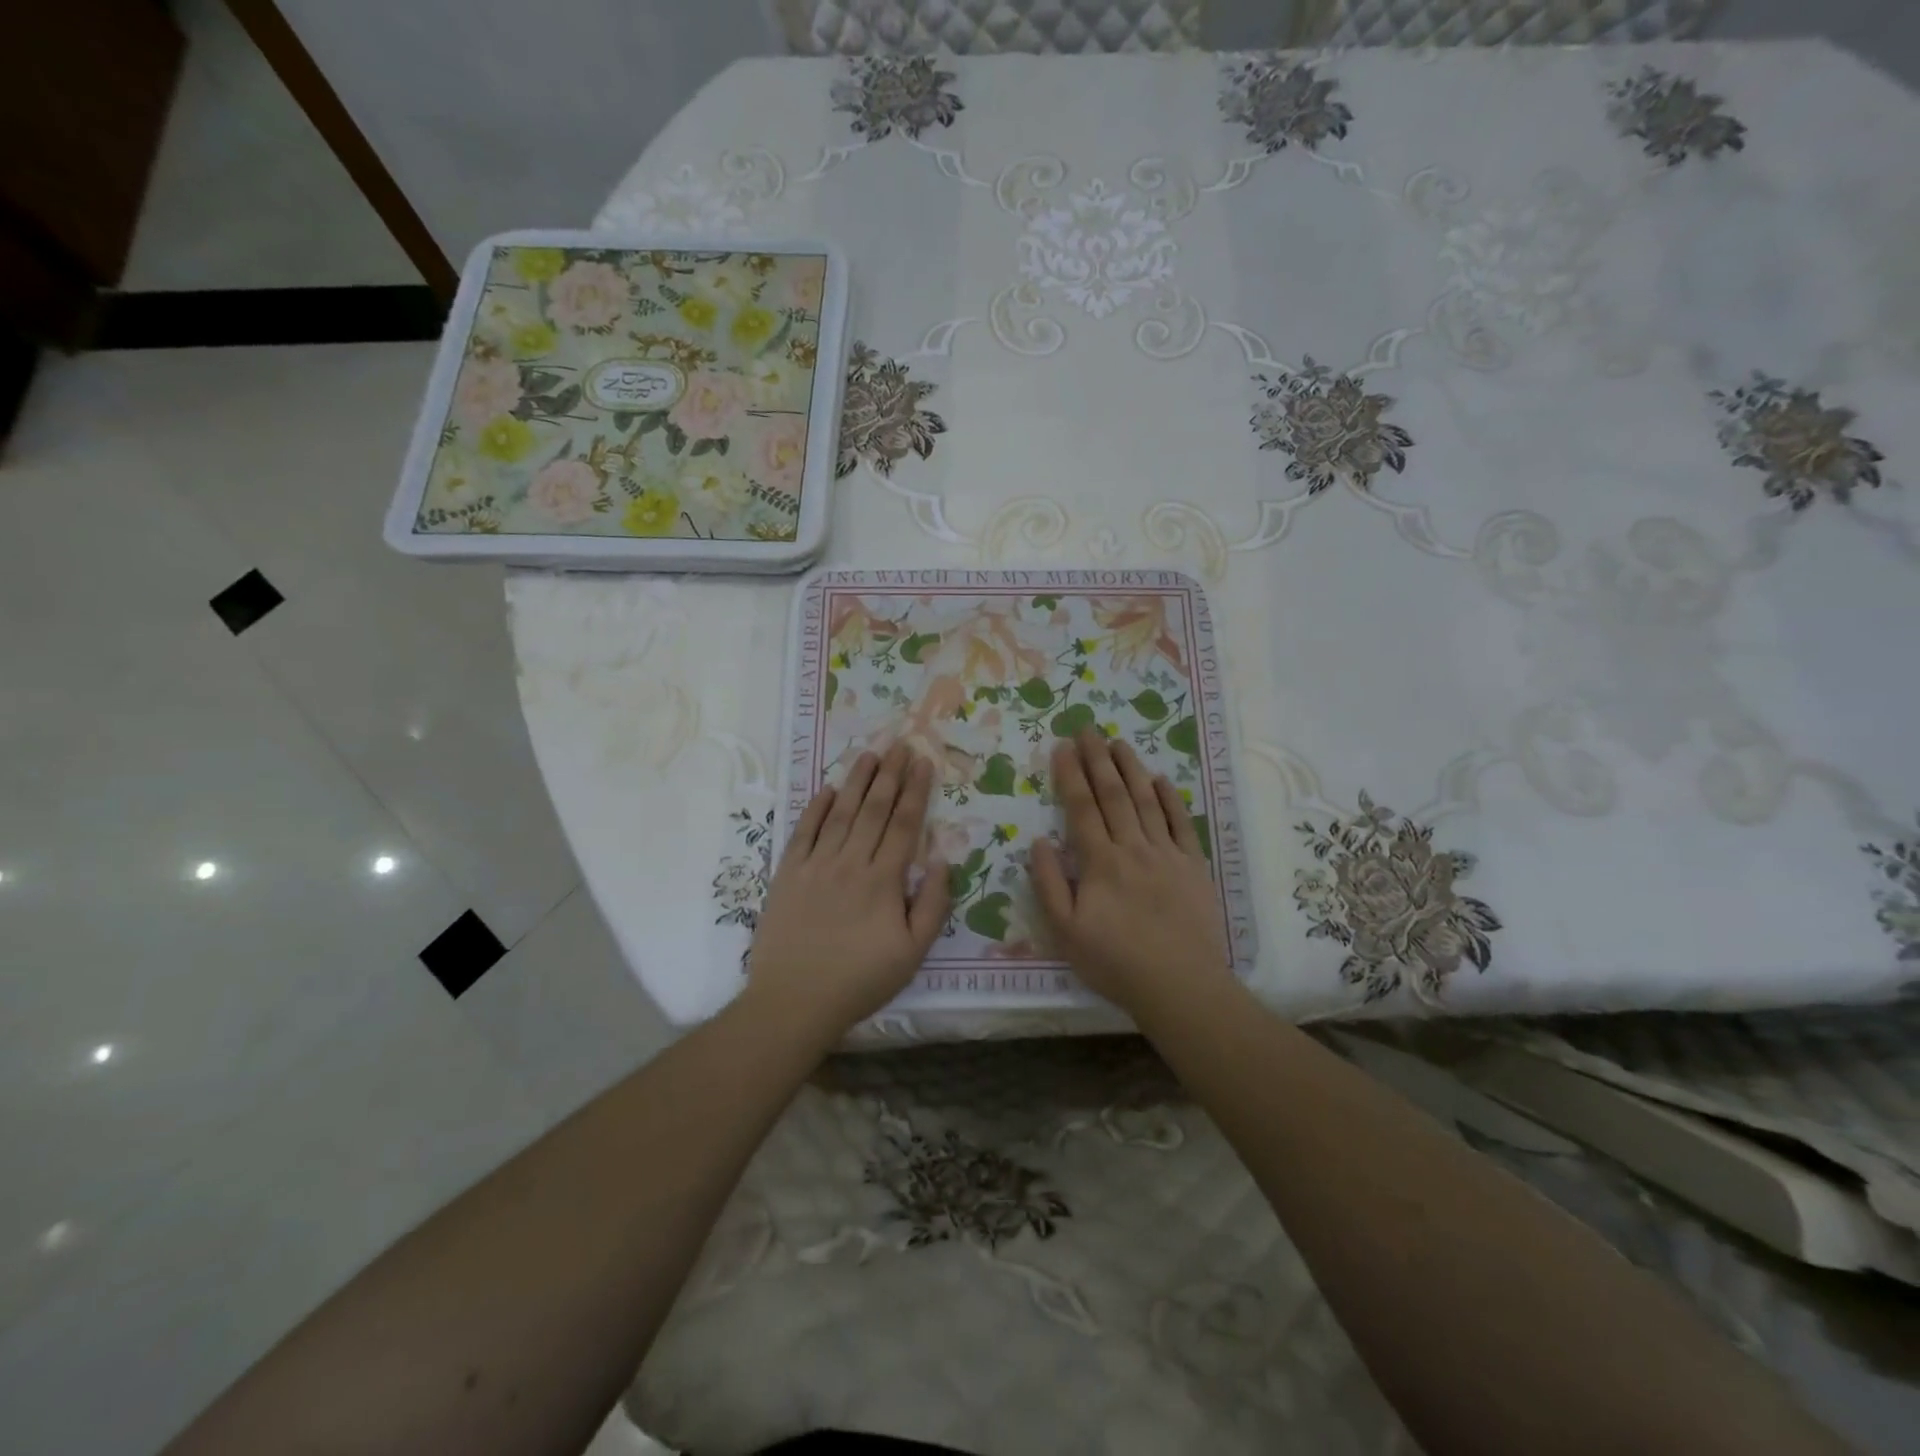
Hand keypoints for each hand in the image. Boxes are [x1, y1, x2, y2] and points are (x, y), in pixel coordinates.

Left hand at [745, 743, 950, 1040]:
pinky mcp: (788, 874)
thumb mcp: (912, 953)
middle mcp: (851, 862)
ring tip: (869, 754)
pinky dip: (817, 808)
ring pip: (841, 813)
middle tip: (900, 743)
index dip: (916, 790)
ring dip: (857, 781)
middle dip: (890, 774)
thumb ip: (933, 905)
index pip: (904, 824)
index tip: (924, 762)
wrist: (795, 1001)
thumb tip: (943, 861)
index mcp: (884, 880)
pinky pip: (804, 832)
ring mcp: (816, 865)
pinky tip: (828, 789)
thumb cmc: (860, 980)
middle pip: (875, 809)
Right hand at [1030, 730, 1230, 1016]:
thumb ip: (1050, 883)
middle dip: (1097, 759)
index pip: (1082, 808)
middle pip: (1113, 794)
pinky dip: (1171, 798)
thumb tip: (1039, 841)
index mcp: (1100, 862)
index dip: (1070, 775)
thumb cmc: (1115, 962)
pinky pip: (1181, 823)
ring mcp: (1167, 854)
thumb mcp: (1065, 931)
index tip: (1061, 747)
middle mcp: (1133, 847)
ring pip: (1147, 800)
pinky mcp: (1194, 866)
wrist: (1180, 985)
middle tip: (1087, 729)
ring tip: (1118, 742)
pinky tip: (1161, 779)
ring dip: (1131, 768)